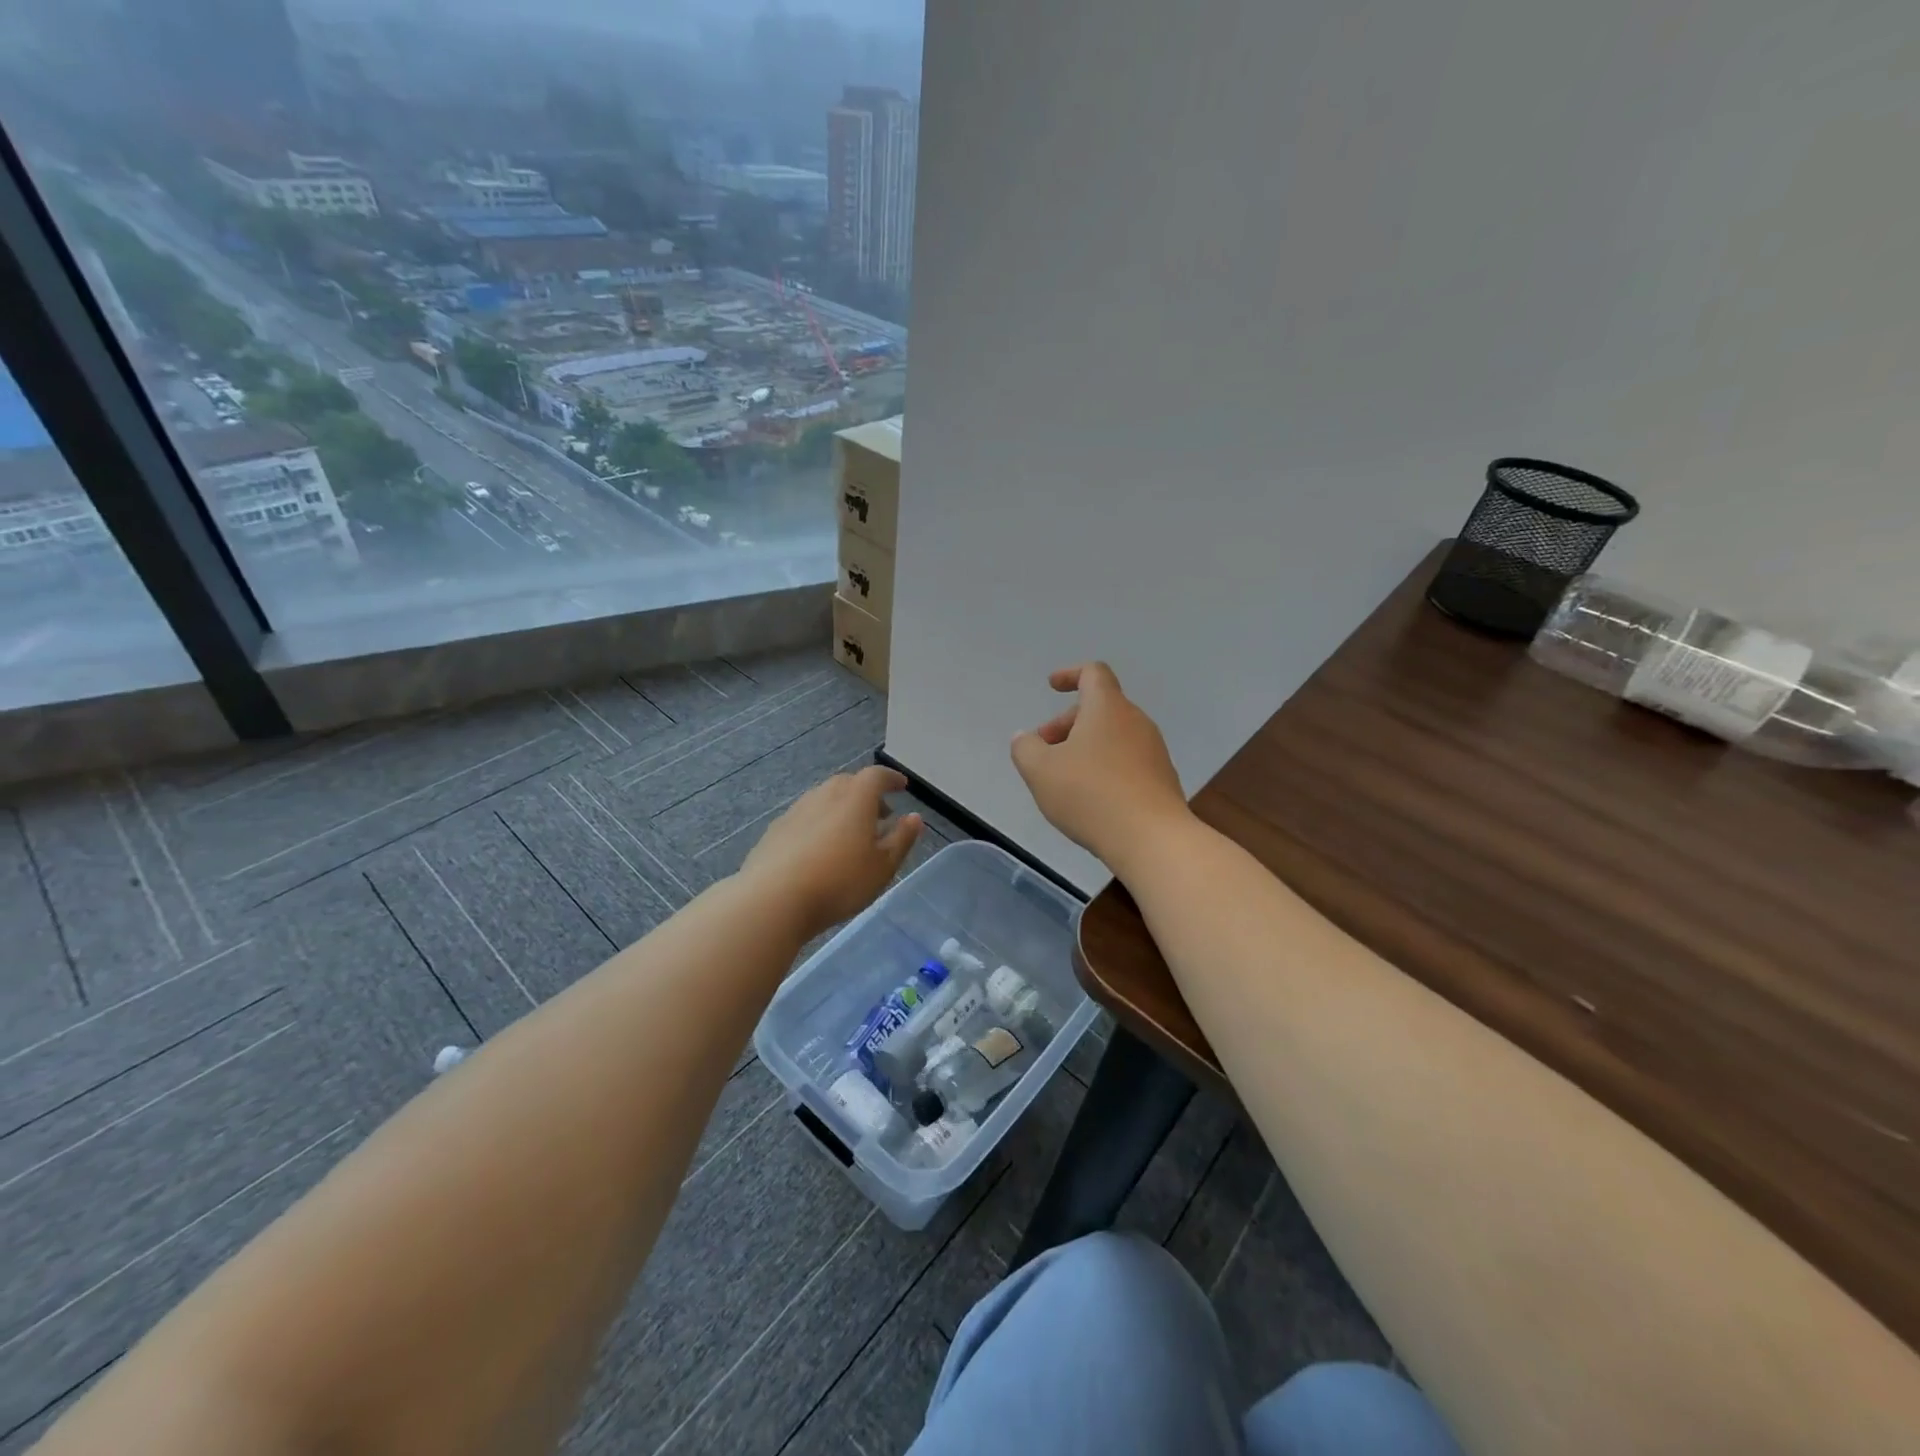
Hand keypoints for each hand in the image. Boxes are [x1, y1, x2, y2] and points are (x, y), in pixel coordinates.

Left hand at [741, 765, 922, 935]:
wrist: (773, 899)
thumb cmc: (839, 882)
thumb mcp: (882, 866)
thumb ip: (901, 839)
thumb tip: (914, 817)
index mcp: (855, 798)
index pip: (876, 776)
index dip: (891, 779)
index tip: (902, 786)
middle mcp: (824, 795)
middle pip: (848, 783)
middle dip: (867, 794)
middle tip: (880, 814)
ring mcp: (796, 811)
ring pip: (824, 799)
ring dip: (841, 808)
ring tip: (851, 834)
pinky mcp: (775, 830)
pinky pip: (805, 817)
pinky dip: (820, 823)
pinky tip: (820, 849)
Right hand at [1011, 663, 1190, 871]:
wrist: (1152, 838)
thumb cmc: (1090, 794)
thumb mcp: (1040, 771)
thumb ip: (1025, 748)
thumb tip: (1024, 738)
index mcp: (1107, 708)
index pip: (1093, 673)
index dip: (1070, 674)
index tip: (1051, 686)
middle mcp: (1136, 721)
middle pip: (1100, 708)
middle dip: (1068, 723)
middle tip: (1044, 750)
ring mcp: (1154, 751)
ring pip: (1114, 736)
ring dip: (1086, 747)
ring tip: (1064, 778)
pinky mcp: (1162, 779)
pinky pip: (1127, 761)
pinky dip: (1105, 767)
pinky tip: (1091, 798)